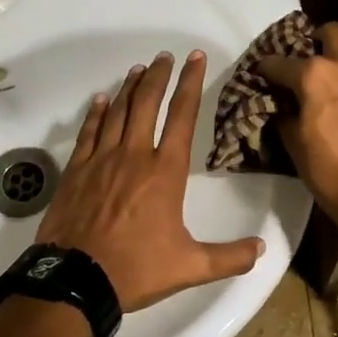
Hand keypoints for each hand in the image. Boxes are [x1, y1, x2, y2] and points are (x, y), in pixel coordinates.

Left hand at [35, 50, 264, 310]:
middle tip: (165, 56)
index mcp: (164, 172)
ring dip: (130, 88)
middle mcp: (133, 156)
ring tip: (139, 69)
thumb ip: (229, 257)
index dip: (190, 83)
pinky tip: (100, 100)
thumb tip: (262, 249)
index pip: (182, 116)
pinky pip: (88, 132)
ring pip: (117, 112)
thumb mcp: (191, 267)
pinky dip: (96, 113)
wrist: (75, 280)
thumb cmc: (136, 269)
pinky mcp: (76, 171)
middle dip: (159, 76)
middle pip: (147, 103)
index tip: (194, 59)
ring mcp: (101, 160)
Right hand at [255, 22, 337, 225]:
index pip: (279, 62)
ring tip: (328, 71)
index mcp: (314, 75)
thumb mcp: (294, 144)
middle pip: (329, 32)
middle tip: (301, 59)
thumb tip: (281, 107)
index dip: (264, 69)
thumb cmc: (330, 171)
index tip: (258, 75)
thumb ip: (284, 116)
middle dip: (312, 40)